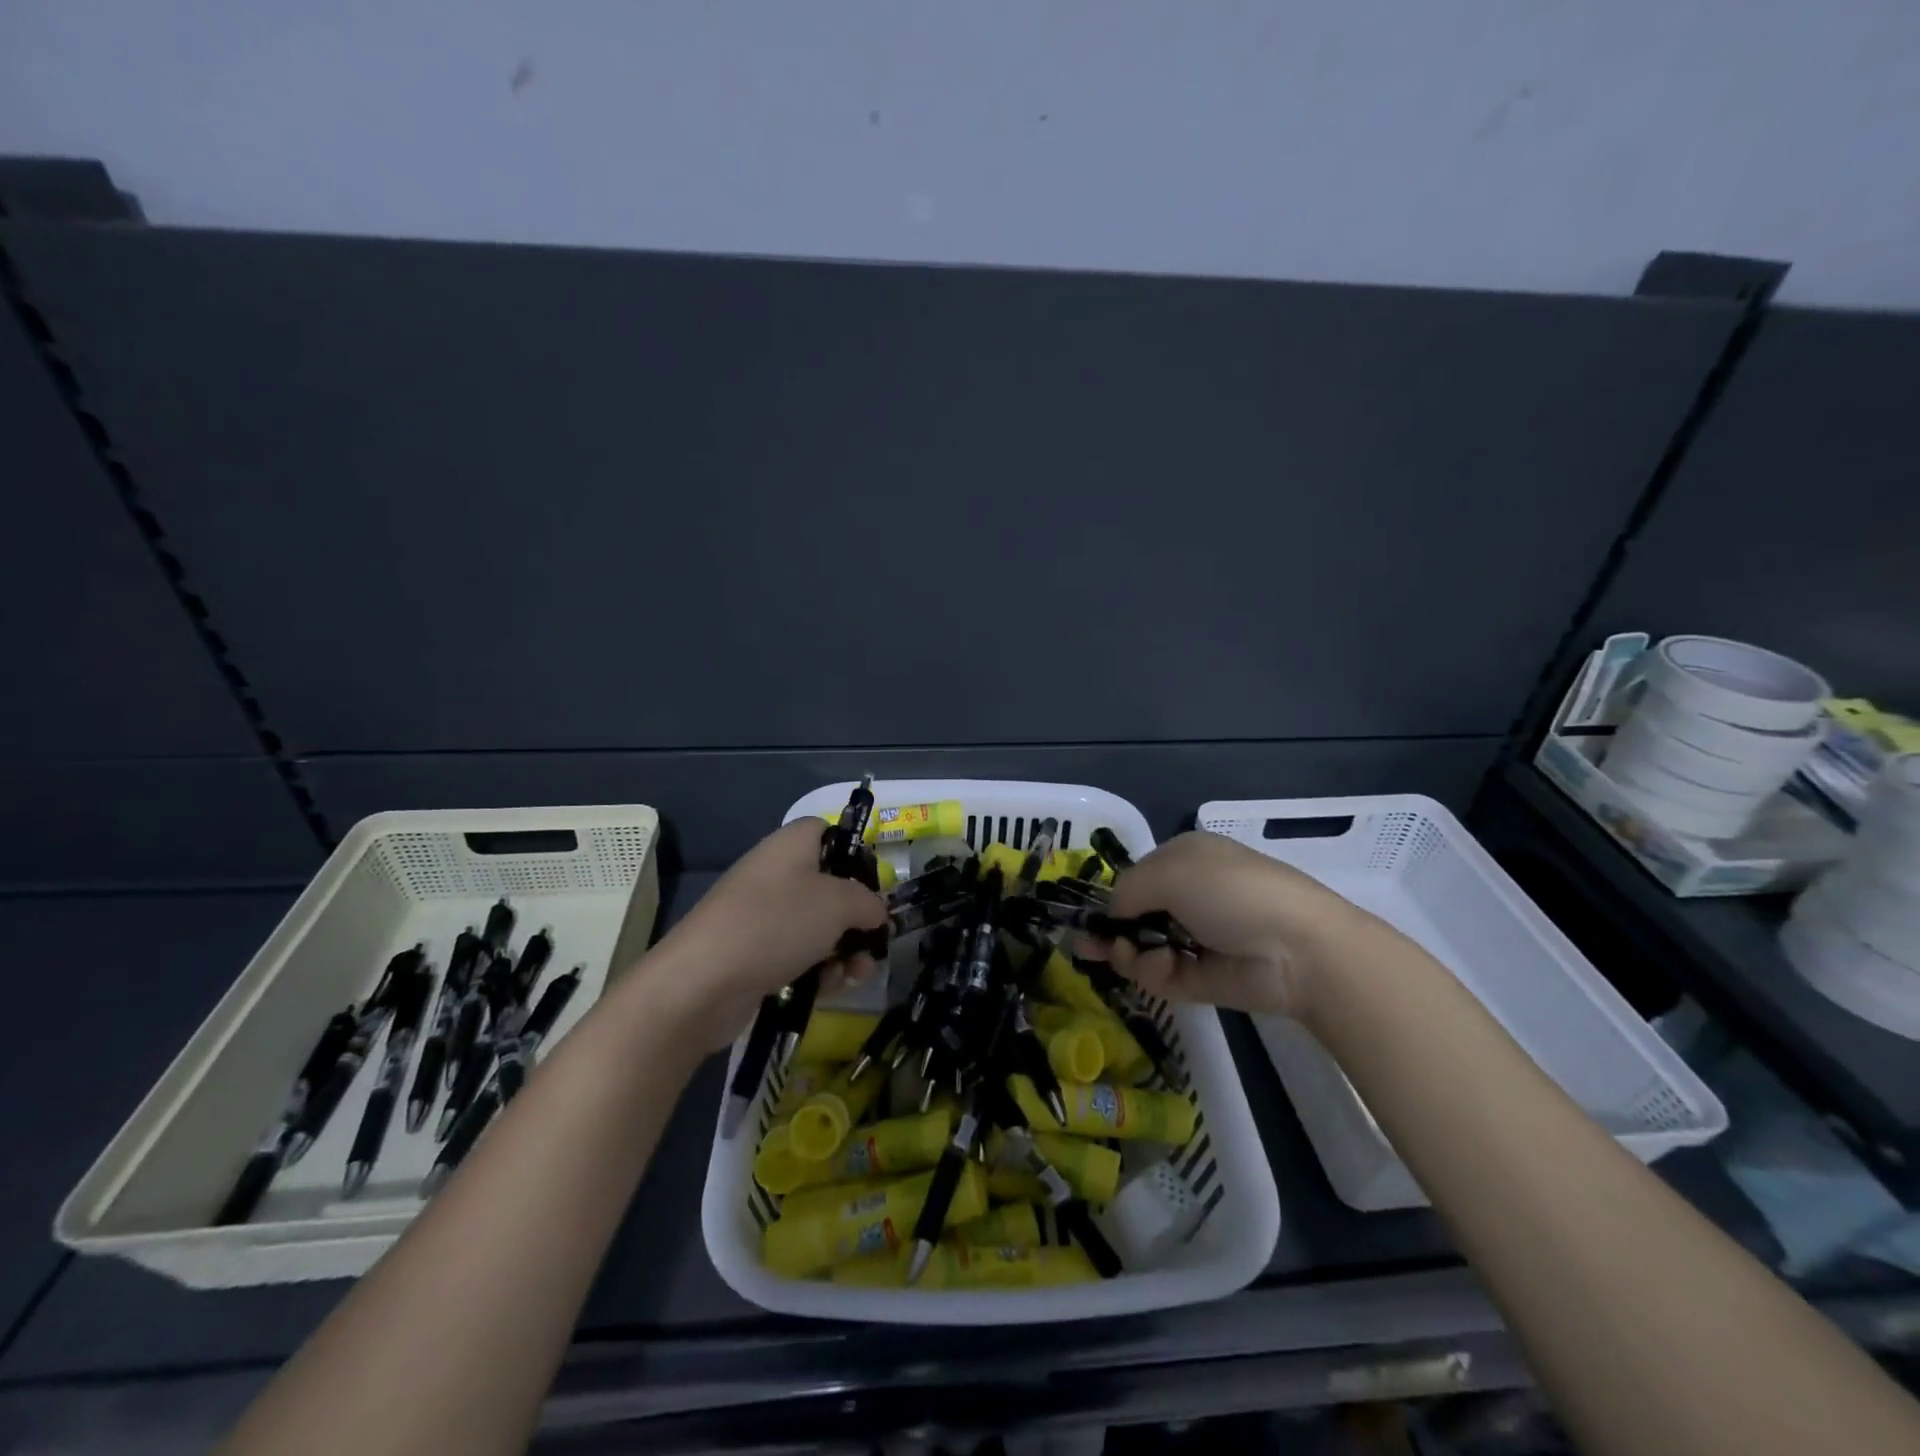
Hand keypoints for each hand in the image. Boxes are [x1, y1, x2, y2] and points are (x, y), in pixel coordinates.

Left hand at [636, 820, 888, 1050]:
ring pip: (816, 926)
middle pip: (828, 886)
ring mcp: (761, 915)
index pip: (829, 832)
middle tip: (873, 940)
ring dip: (843, 950)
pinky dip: (817, 969)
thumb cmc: (776, 924)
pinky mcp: (753, 953)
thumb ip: (867, 902)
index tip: (874, 884)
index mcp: (791, 846)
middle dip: (856, 917)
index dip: (855, 854)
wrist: (702, 982)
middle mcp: (775, 873)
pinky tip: (830, 988)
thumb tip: (876, 910)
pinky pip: (797, 954)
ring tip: (856, 975)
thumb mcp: (838, 904)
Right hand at [1080, 830, 1372, 1020]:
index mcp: (1185, 860)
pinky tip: (1158, 967)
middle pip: (1135, 915)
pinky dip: (1152, 972)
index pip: (1137, 878)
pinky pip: (1162, 975)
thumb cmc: (1230, 891)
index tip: (1090, 917)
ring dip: (1129, 952)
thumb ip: (1127, 890)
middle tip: (1089, 946)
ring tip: (1130, 956)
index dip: (1113, 897)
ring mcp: (1196, 939)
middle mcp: (1189, 897)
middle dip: (1112, 930)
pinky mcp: (1203, 978)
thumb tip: (1113, 913)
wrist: (1297, 949)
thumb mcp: (1169, 872)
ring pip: (1143, 948)